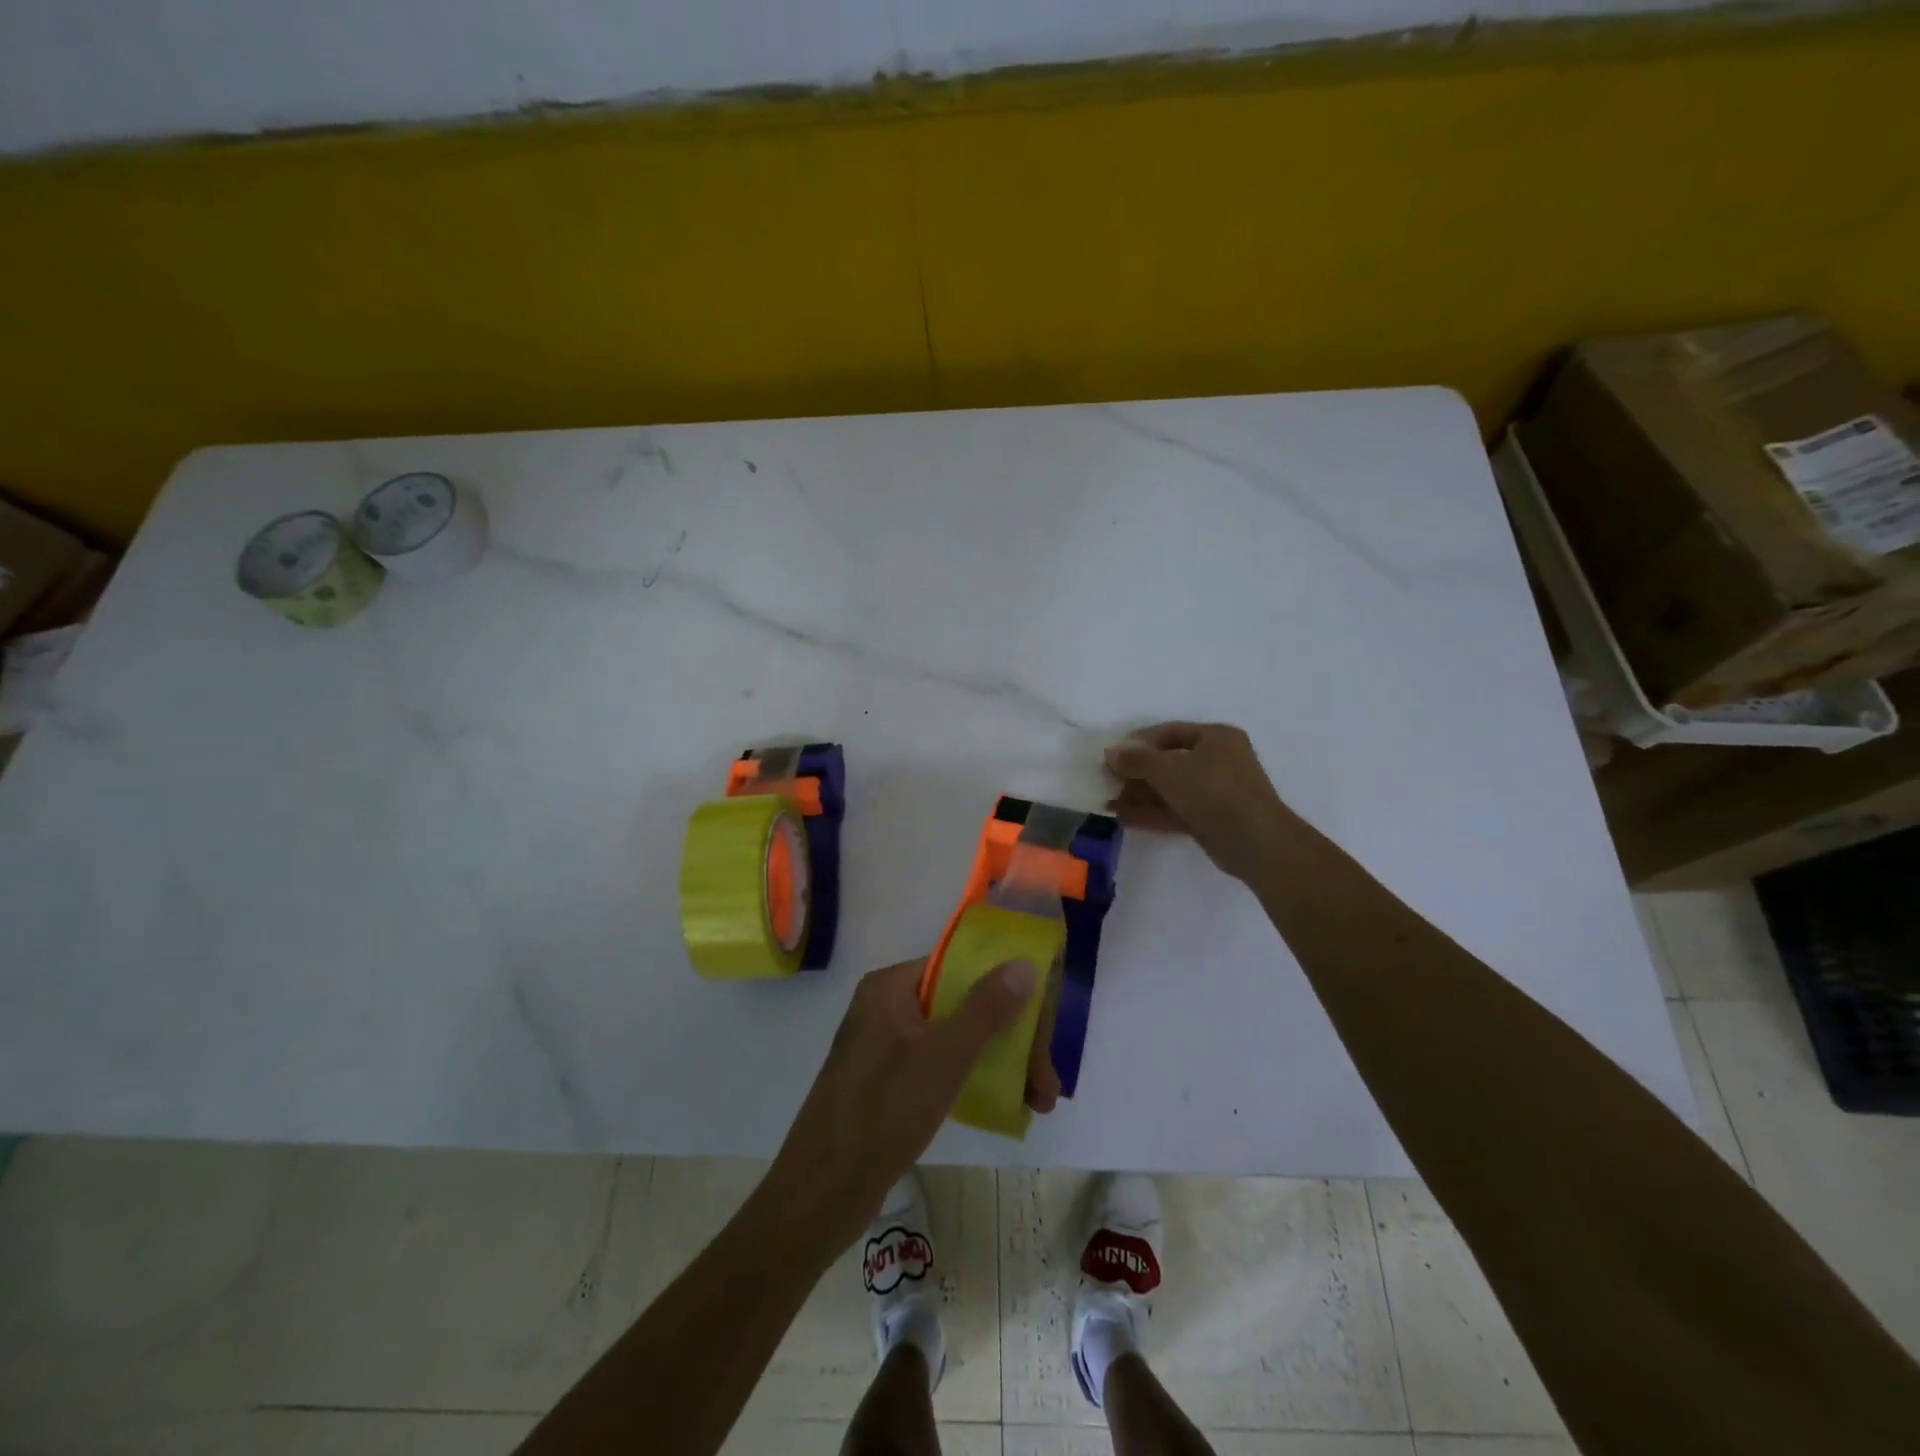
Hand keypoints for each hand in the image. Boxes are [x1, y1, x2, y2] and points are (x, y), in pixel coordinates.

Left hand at [768, 957, 1056, 1248]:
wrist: (820, 1194)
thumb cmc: (883, 1111)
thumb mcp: (943, 1056)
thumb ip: (986, 1008)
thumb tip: (1023, 963)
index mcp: (890, 987)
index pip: (959, 969)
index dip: (1005, 991)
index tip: (1040, 1028)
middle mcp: (885, 1008)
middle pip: (962, 1006)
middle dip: (1011, 1041)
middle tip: (1046, 1084)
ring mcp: (883, 1047)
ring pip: (954, 1039)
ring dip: (999, 1064)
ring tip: (1038, 1103)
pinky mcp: (884, 1083)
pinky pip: (938, 1066)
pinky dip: (971, 1079)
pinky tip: (1005, 1106)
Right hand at [1104, 721, 1299, 881]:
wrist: (1255, 841)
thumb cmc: (1213, 790)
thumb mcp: (1169, 769)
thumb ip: (1137, 760)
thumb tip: (1110, 752)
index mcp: (1216, 737)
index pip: (1169, 732)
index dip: (1138, 742)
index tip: (1112, 754)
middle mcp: (1219, 760)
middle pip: (1168, 762)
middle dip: (1136, 772)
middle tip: (1106, 780)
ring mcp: (1216, 792)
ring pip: (1170, 789)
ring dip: (1139, 795)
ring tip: (1107, 802)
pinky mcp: (1211, 820)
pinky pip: (1175, 810)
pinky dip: (1151, 813)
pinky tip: (1123, 818)